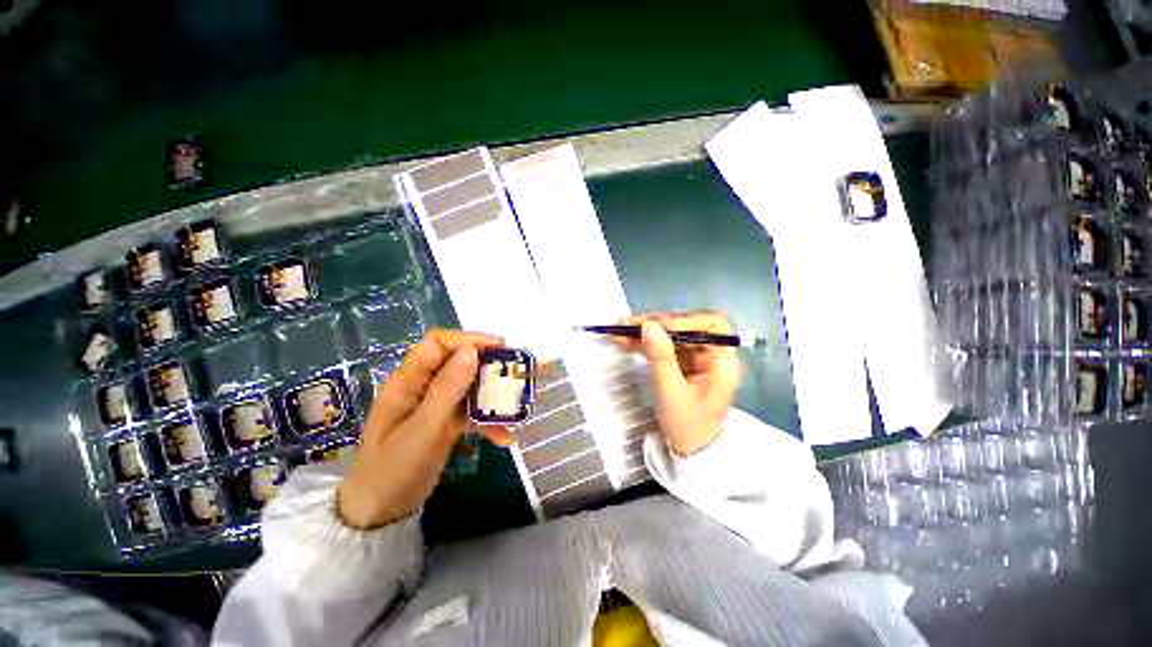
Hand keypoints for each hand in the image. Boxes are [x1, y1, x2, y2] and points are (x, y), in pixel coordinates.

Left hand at [337, 330, 515, 529]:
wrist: (380, 514)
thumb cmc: (393, 470)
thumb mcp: (423, 429)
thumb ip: (447, 389)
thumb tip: (471, 349)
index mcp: (408, 382)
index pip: (439, 345)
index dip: (469, 340)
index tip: (500, 348)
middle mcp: (423, 387)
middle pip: (459, 363)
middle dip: (490, 365)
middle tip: (518, 371)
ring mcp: (435, 405)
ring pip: (470, 387)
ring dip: (494, 394)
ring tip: (519, 403)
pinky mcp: (445, 422)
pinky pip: (471, 412)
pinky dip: (489, 422)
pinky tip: (506, 437)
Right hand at [614, 312, 740, 455]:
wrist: (689, 452)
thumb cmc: (687, 427)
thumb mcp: (672, 392)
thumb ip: (661, 357)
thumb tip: (648, 325)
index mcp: (722, 362)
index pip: (712, 326)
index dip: (684, 321)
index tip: (655, 326)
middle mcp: (712, 355)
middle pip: (687, 327)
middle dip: (657, 324)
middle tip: (629, 325)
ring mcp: (696, 358)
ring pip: (672, 335)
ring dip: (647, 332)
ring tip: (620, 332)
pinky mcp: (682, 363)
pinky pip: (664, 346)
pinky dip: (646, 343)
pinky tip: (626, 341)